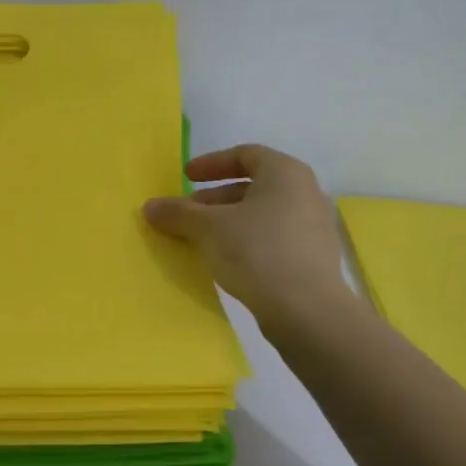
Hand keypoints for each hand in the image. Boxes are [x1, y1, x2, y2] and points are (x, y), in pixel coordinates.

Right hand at [143, 144, 349, 324]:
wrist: (306, 310)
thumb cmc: (257, 252)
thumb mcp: (209, 228)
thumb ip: (179, 213)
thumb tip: (150, 206)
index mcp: (285, 172)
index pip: (245, 154)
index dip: (212, 163)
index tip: (186, 177)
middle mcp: (306, 192)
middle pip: (253, 186)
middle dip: (215, 198)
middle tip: (188, 214)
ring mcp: (315, 226)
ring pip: (263, 214)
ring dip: (230, 221)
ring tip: (202, 240)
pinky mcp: (315, 257)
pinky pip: (275, 237)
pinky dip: (248, 240)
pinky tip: (228, 261)